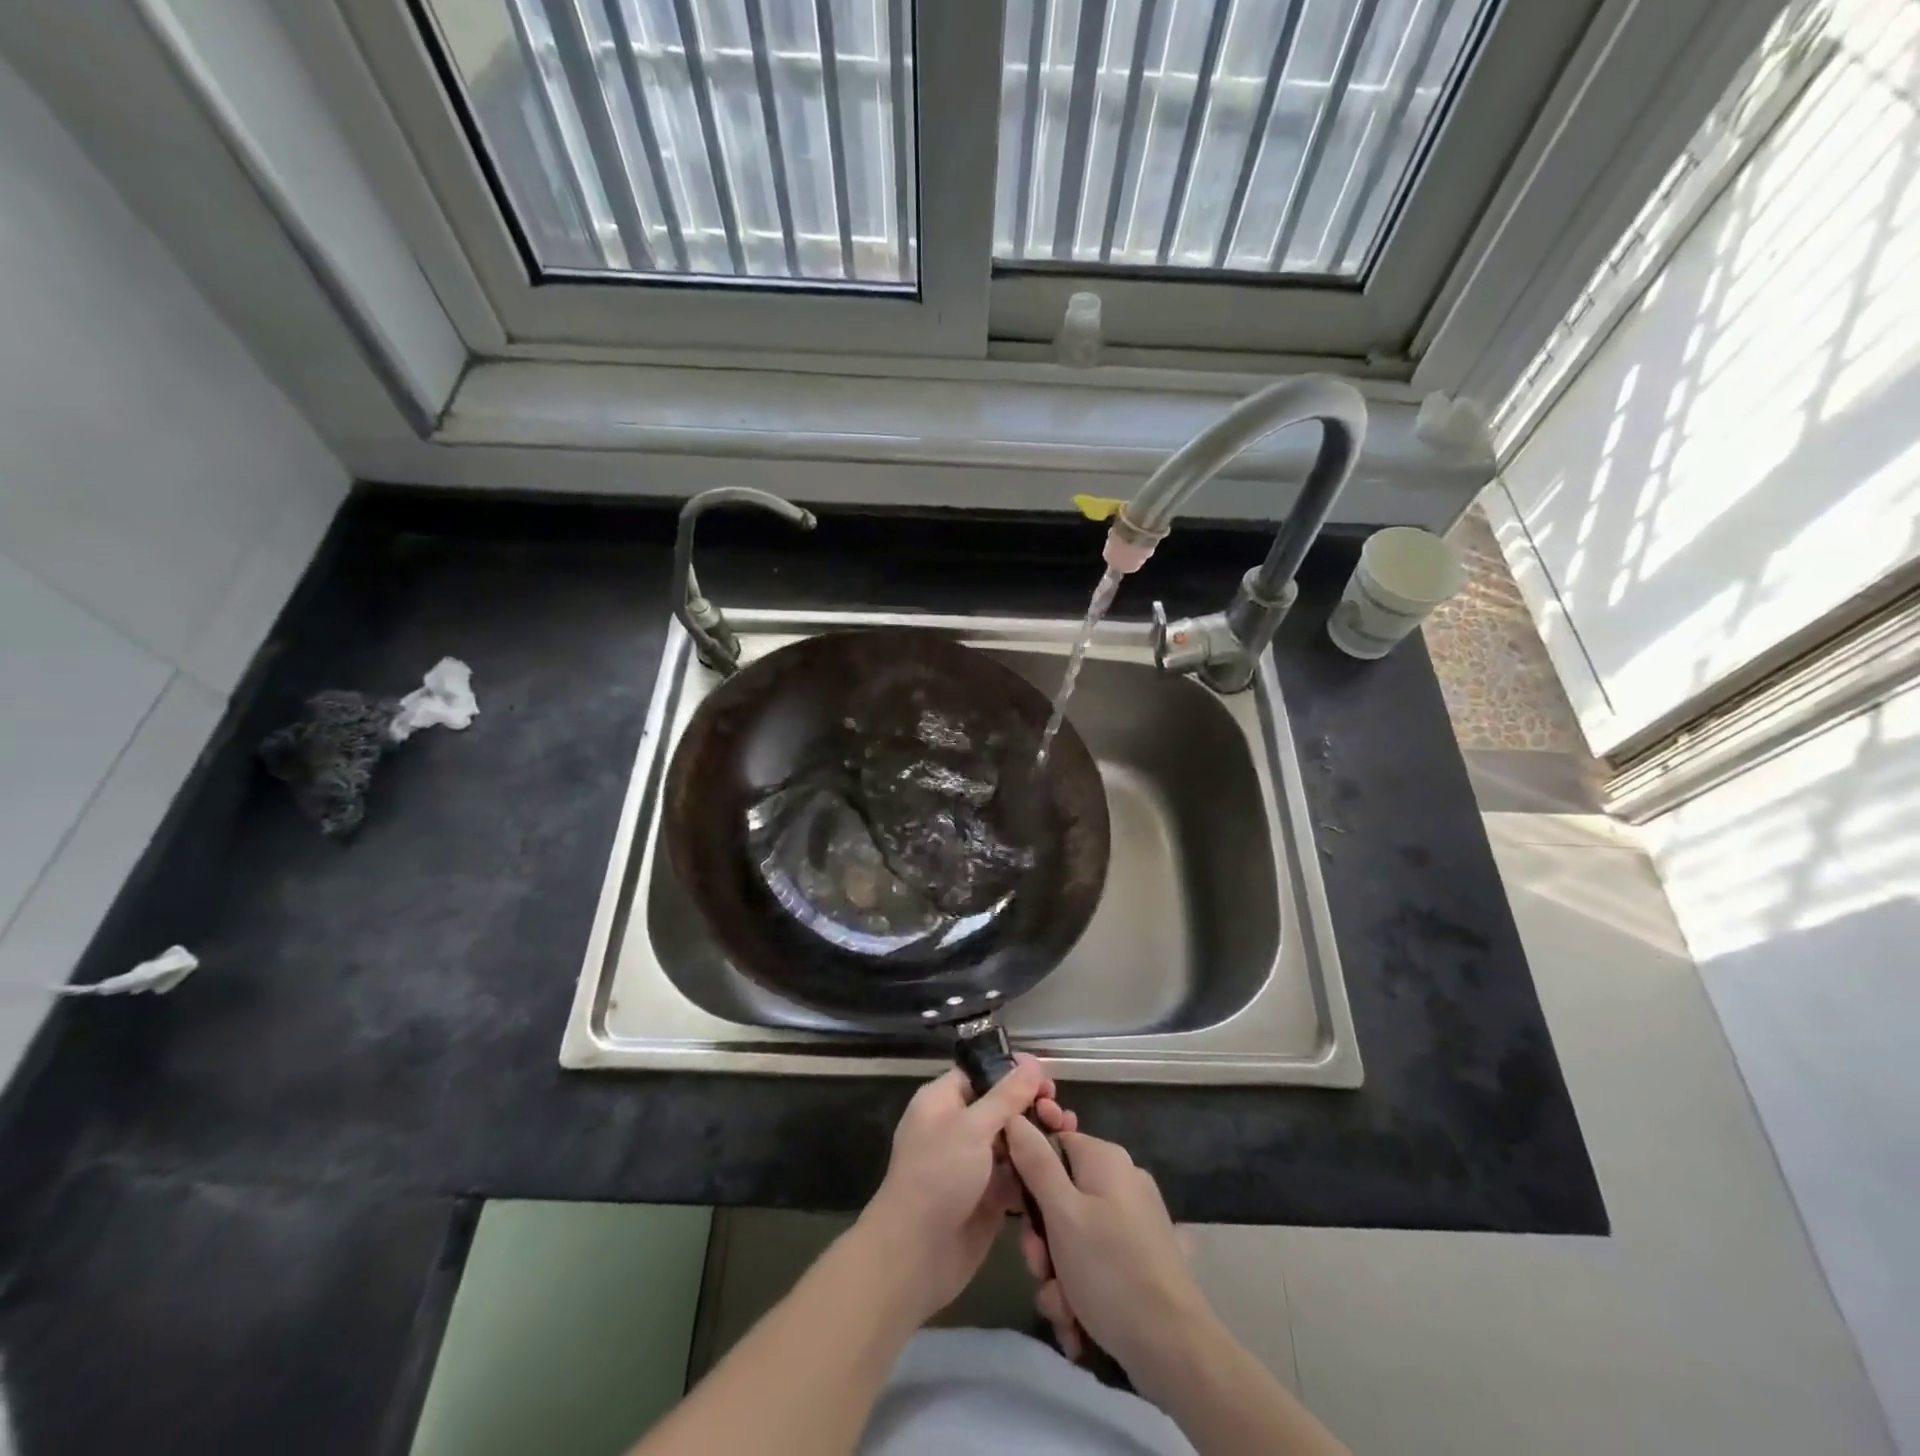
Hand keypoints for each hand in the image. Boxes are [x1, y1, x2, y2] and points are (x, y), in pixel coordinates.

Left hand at [858, 1056, 1076, 1323]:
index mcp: (943, 1101)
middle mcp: (958, 1127)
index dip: (1013, 1071)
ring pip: (1012, 1140)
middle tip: (1059, 1112)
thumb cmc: (938, 1176)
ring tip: (1067, 1132)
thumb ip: (1006, 1096)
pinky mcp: (988, 1197)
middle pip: (1001, 1106)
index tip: (1046, 1075)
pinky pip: (1016, 1174)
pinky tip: (1061, 1165)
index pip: (982, 1074)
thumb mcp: (972, 1128)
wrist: (916, 1255)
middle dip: (1031, 1105)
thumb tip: (1032, 1063)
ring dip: (1038, 1136)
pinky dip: (1035, 1169)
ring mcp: (973, 1164)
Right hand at [1005, 1119, 1210, 1384]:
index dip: (1027, 1174)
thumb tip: (1015, 1117)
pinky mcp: (1138, 1257)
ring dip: (1057, 1273)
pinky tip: (1078, 1322)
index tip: (1015, 1211)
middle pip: (1060, 1195)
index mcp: (1105, 1159)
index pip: (1051, 1144)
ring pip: (1073, 1236)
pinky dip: (1080, 1289)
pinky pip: (1094, 1261)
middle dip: (1042, 1239)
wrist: (1175, 1349)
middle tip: (1041, 1268)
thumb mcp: (1062, 1214)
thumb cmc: (1110, 1270)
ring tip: (1062, 1306)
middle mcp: (1120, 1181)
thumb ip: (1035, 1163)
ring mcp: (1132, 1221)